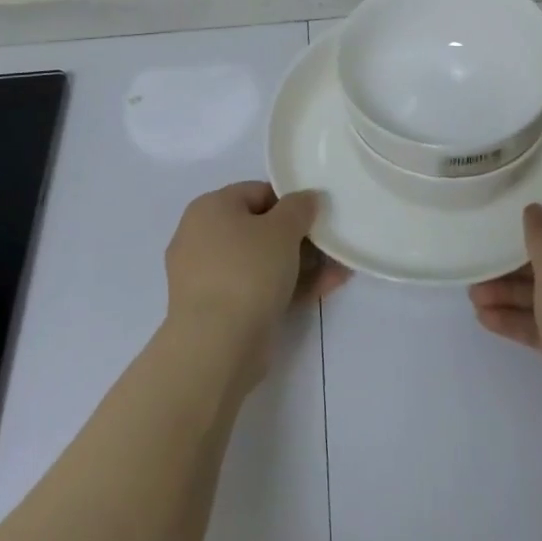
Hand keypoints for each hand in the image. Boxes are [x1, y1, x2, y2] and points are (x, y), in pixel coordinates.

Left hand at [164, 182, 348, 387]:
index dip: (291, 201)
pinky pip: (259, 288)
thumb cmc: (247, 271)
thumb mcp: (282, 229)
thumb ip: (300, 207)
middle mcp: (202, 238)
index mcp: (210, 208)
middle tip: (331, 243)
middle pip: (260, 229)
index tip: (318, 216)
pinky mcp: (220, 311)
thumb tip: (307, 198)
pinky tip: (326, 288)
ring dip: (301, 264)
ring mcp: (210, 277)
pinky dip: (289, 286)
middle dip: (300, 237)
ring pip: (263, 262)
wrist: (215, 347)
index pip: (257, 192)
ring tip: (339, 269)